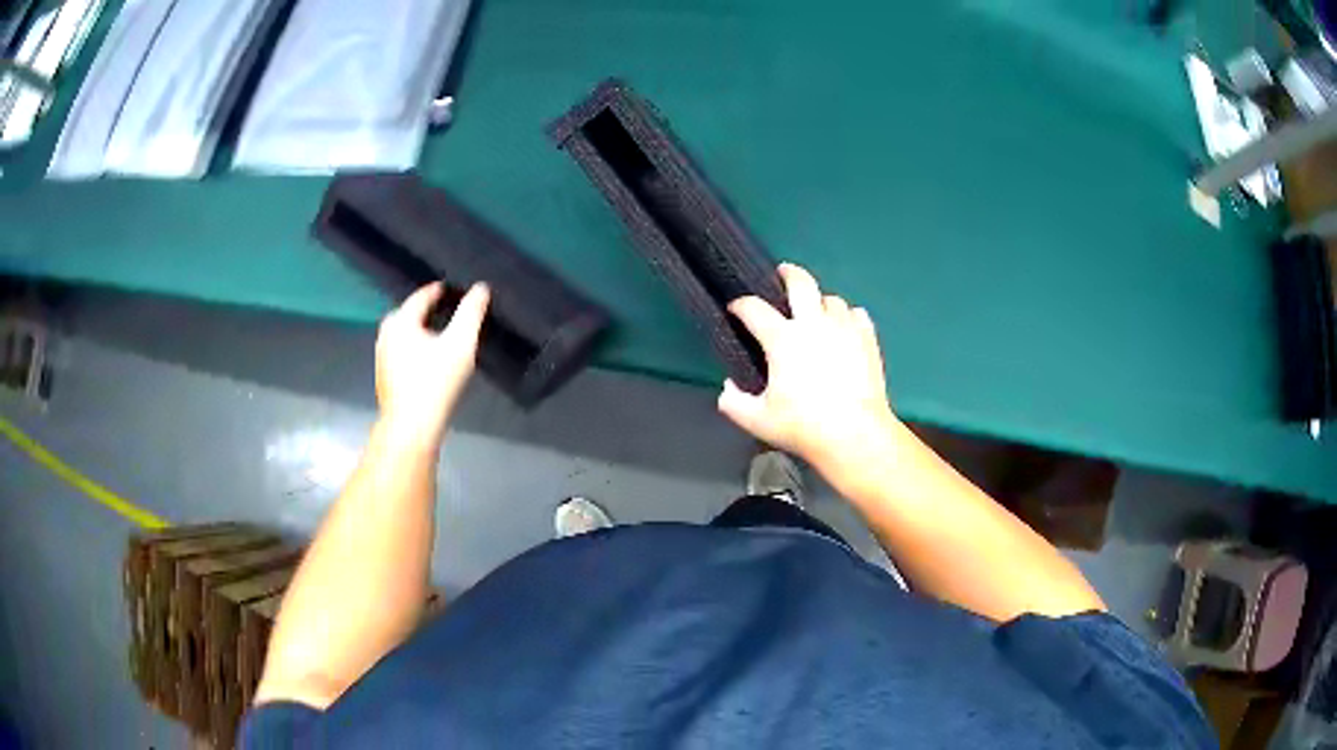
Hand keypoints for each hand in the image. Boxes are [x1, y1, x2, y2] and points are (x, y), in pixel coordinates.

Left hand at [375, 282, 489, 448]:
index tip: (459, 291)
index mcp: (401, 321)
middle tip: (453, 312)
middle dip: (431, 311)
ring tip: (446, 335)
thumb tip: (481, 288)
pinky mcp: (385, 376)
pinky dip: (417, 348)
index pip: (423, 295)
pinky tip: (431, 359)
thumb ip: (471, 313)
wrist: (411, 428)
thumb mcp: (460, 344)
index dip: (442, 291)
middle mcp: (386, 334)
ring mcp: (382, 356)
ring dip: (424, 331)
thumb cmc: (435, 383)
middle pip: (411, 313)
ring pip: (406, 334)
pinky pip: (403, 351)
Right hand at [718, 263, 900, 473]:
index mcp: (782, 339)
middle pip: (800, 282)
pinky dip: (847, 317)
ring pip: (831, 299)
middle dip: (788, 273)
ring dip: (820, 301)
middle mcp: (813, 324)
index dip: (741, 305)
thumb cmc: (803, 427)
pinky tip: (844, 328)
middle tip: (782, 275)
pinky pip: (856, 314)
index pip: (754, 308)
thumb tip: (728, 387)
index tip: (735, 308)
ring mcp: (844, 328)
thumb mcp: (757, 421)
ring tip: (816, 312)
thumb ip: (734, 403)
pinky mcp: (867, 339)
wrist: (855, 434)